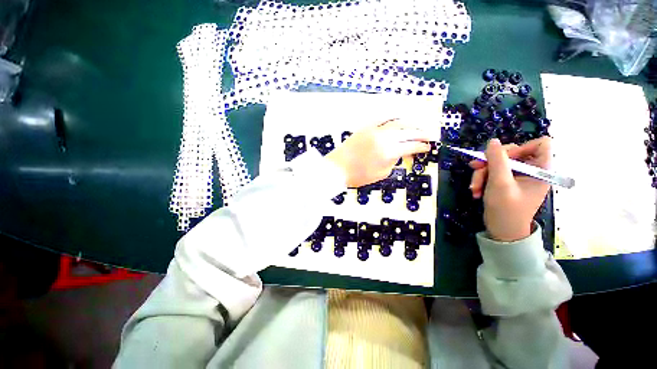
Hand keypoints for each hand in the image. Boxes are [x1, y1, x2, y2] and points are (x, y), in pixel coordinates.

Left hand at [326, 119, 431, 187]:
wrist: (337, 168)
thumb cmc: (358, 175)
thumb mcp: (381, 174)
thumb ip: (393, 161)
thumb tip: (399, 153)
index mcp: (389, 152)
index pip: (411, 146)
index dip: (422, 146)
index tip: (428, 147)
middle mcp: (384, 138)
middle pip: (408, 132)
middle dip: (421, 133)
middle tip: (429, 135)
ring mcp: (374, 130)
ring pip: (397, 123)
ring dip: (410, 123)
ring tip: (418, 126)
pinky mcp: (366, 127)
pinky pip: (382, 119)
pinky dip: (393, 118)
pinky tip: (399, 119)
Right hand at [469, 137, 551, 241]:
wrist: (502, 232)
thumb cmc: (506, 209)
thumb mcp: (500, 184)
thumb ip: (497, 161)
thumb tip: (492, 141)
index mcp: (540, 170)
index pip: (540, 144)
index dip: (521, 147)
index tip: (503, 157)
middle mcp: (531, 171)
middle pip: (512, 153)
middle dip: (491, 162)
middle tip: (476, 169)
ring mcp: (517, 177)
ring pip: (498, 163)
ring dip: (482, 173)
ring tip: (473, 187)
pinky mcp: (506, 182)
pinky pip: (493, 172)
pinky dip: (482, 179)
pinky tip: (475, 190)